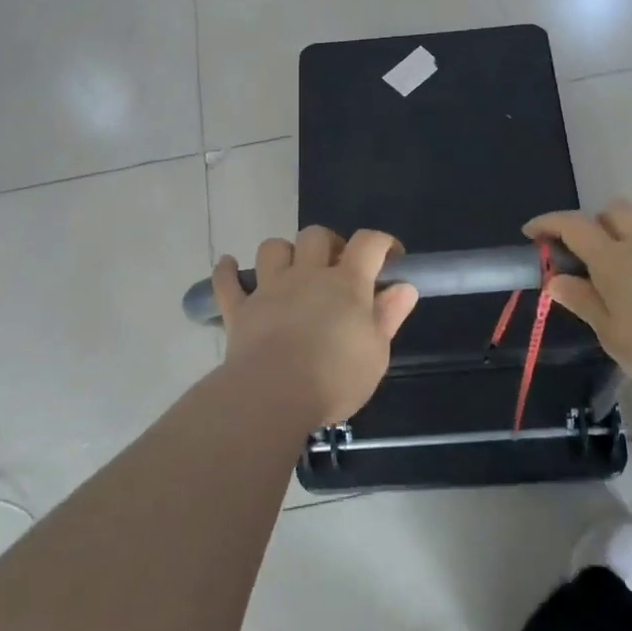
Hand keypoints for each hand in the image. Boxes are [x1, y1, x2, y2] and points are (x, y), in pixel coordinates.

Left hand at [212, 226, 419, 425]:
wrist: (273, 395)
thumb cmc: (334, 377)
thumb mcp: (376, 353)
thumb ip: (389, 316)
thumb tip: (404, 287)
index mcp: (346, 283)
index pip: (368, 243)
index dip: (382, 242)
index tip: (390, 258)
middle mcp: (307, 275)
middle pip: (315, 235)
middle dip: (328, 243)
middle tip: (336, 268)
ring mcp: (269, 288)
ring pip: (272, 248)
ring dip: (283, 253)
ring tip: (291, 271)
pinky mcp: (240, 309)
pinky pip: (227, 282)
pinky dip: (227, 272)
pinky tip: (229, 266)